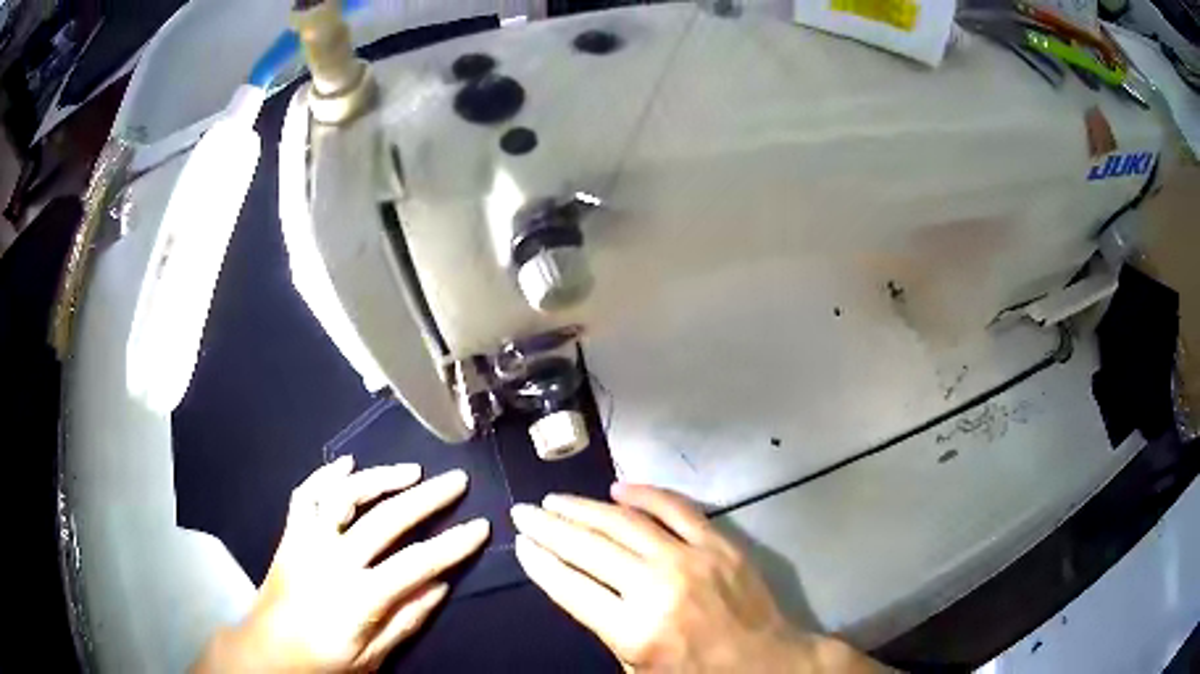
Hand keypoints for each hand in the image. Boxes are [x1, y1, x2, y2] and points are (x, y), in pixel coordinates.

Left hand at [193, 456, 489, 672]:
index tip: (481, 526)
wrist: (267, 649)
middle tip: (456, 481)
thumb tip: (440, 585)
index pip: (416, 563)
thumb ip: (406, 620)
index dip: (453, 544)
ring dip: (380, 478)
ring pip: (345, 495)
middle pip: (386, 519)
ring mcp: (307, 541)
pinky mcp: (291, 534)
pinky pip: (306, 496)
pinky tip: (346, 463)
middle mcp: (333, 560)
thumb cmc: (323, 660)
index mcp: (358, 597)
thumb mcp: (372, 656)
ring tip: (411, 471)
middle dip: (427, 498)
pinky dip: (326, 475)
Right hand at [511, 483, 883, 672]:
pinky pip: (677, 508)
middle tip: (524, 512)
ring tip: (556, 500)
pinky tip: (619, 489)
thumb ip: (606, 627)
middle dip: (549, 528)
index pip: (571, 586)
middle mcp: (657, 588)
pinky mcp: (720, 544)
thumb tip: (577, 583)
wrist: (767, 664)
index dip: (540, 562)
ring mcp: (691, 560)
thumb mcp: (638, 669)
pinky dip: (645, 494)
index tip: (520, 543)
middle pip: (589, 548)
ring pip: (625, 522)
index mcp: (634, 631)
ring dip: (584, 508)